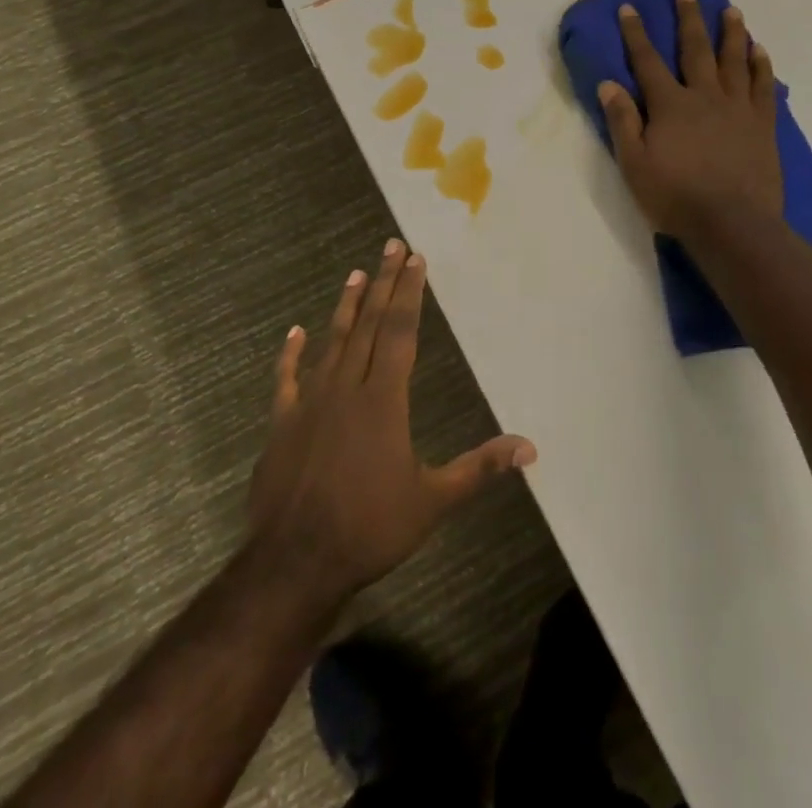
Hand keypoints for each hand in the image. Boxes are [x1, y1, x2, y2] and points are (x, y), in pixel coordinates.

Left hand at [247, 240, 536, 603]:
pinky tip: (293, 332)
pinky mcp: (281, 424)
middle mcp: (347, 388)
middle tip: (390, 247)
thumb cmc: (370, 528)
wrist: (294, 564)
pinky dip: (290, 354)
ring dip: (345, 307)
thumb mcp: (434, 501)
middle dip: (383, 284)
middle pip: (368, 325)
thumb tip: (530, 448)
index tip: (415, 260)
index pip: (400, 332)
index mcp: (384, 399)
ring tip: (355, 274)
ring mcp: (309, 403)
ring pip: (331, 342)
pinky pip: (285, 380)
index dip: (409, 294)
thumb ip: (480, 468)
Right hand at [598, 0, 782, 242]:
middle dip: (689, 21)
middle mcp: (705, 96)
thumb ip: (622, 122)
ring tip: (731, 11)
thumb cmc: (676, 198)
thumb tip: (609, 84)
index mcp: (670, 105)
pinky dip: (761, 66)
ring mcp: (738, 108)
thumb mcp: (634, 165)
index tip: (631, 8)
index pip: (648, 62)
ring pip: (734, 61)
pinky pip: (764, 87)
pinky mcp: (762, 124)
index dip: (636, 34)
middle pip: (695, 50)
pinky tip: (760, 51)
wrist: (732, 224)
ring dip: (731, 34)